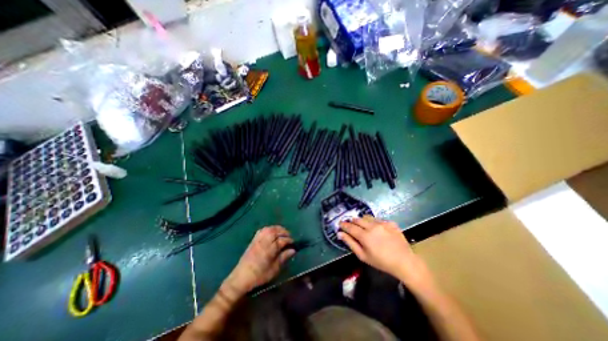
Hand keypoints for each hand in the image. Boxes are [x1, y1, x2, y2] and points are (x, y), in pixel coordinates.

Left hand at [223, 226, 294, 295]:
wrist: (240, 278)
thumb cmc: (259, 276)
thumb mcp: (274, 269)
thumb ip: (283, 258)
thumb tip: (293, 250)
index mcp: (269, 250)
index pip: (282, 240)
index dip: (289, 240)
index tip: (294, 243)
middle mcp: (264, 241)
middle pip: (275, 231)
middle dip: (284, 232)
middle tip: (289, 236)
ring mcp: (258, 239)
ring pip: (269, 229)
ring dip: (277, 229)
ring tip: (282, 232)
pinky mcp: (253, 240)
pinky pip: (262, 230)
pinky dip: (269, 229)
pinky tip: (272, 232)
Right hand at [337, 218, 431, 286]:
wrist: (404, 262)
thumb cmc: (381, 262)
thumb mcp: (363, 256)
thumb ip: (350, 243)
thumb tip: (339, 234)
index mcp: (365, 236)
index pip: (350, 227)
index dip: (343, 225)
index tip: (340, 223)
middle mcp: (372, 226)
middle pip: (357, 219)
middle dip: (352, 222)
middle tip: (351, 225)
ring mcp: (382, 223)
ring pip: (367, 217)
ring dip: (363, 221)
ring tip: (364, 227)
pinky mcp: (390, 222)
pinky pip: (378, 219)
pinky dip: (374, 223)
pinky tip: (377, 230)